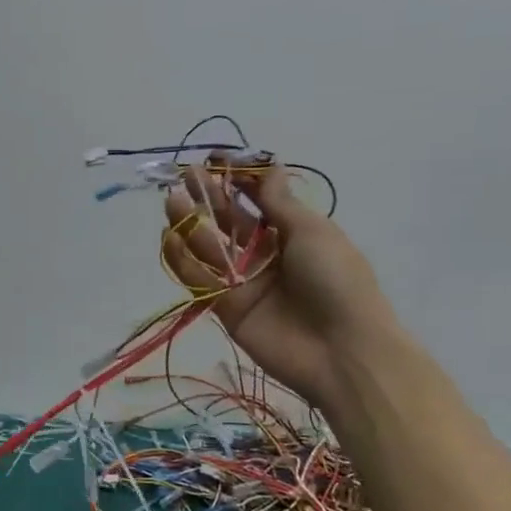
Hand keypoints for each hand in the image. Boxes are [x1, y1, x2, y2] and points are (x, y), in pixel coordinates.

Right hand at [161, 160, 395, 410]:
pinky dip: (182, 260)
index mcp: (293, 233)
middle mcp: (266, 254)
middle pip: (229, 222)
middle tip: (184, 176)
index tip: (214, 160)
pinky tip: (169, 238)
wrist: (342, 350)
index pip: (259, 200)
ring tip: (171, 202)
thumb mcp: (312, 231)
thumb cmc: (335, 280)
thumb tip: (271, 166)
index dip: (237, 180)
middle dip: (208, 198)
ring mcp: (244, 282)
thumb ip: (278, 202)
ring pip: (209, 248)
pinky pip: (200, 279)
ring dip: (190, 224)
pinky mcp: (226, 308)